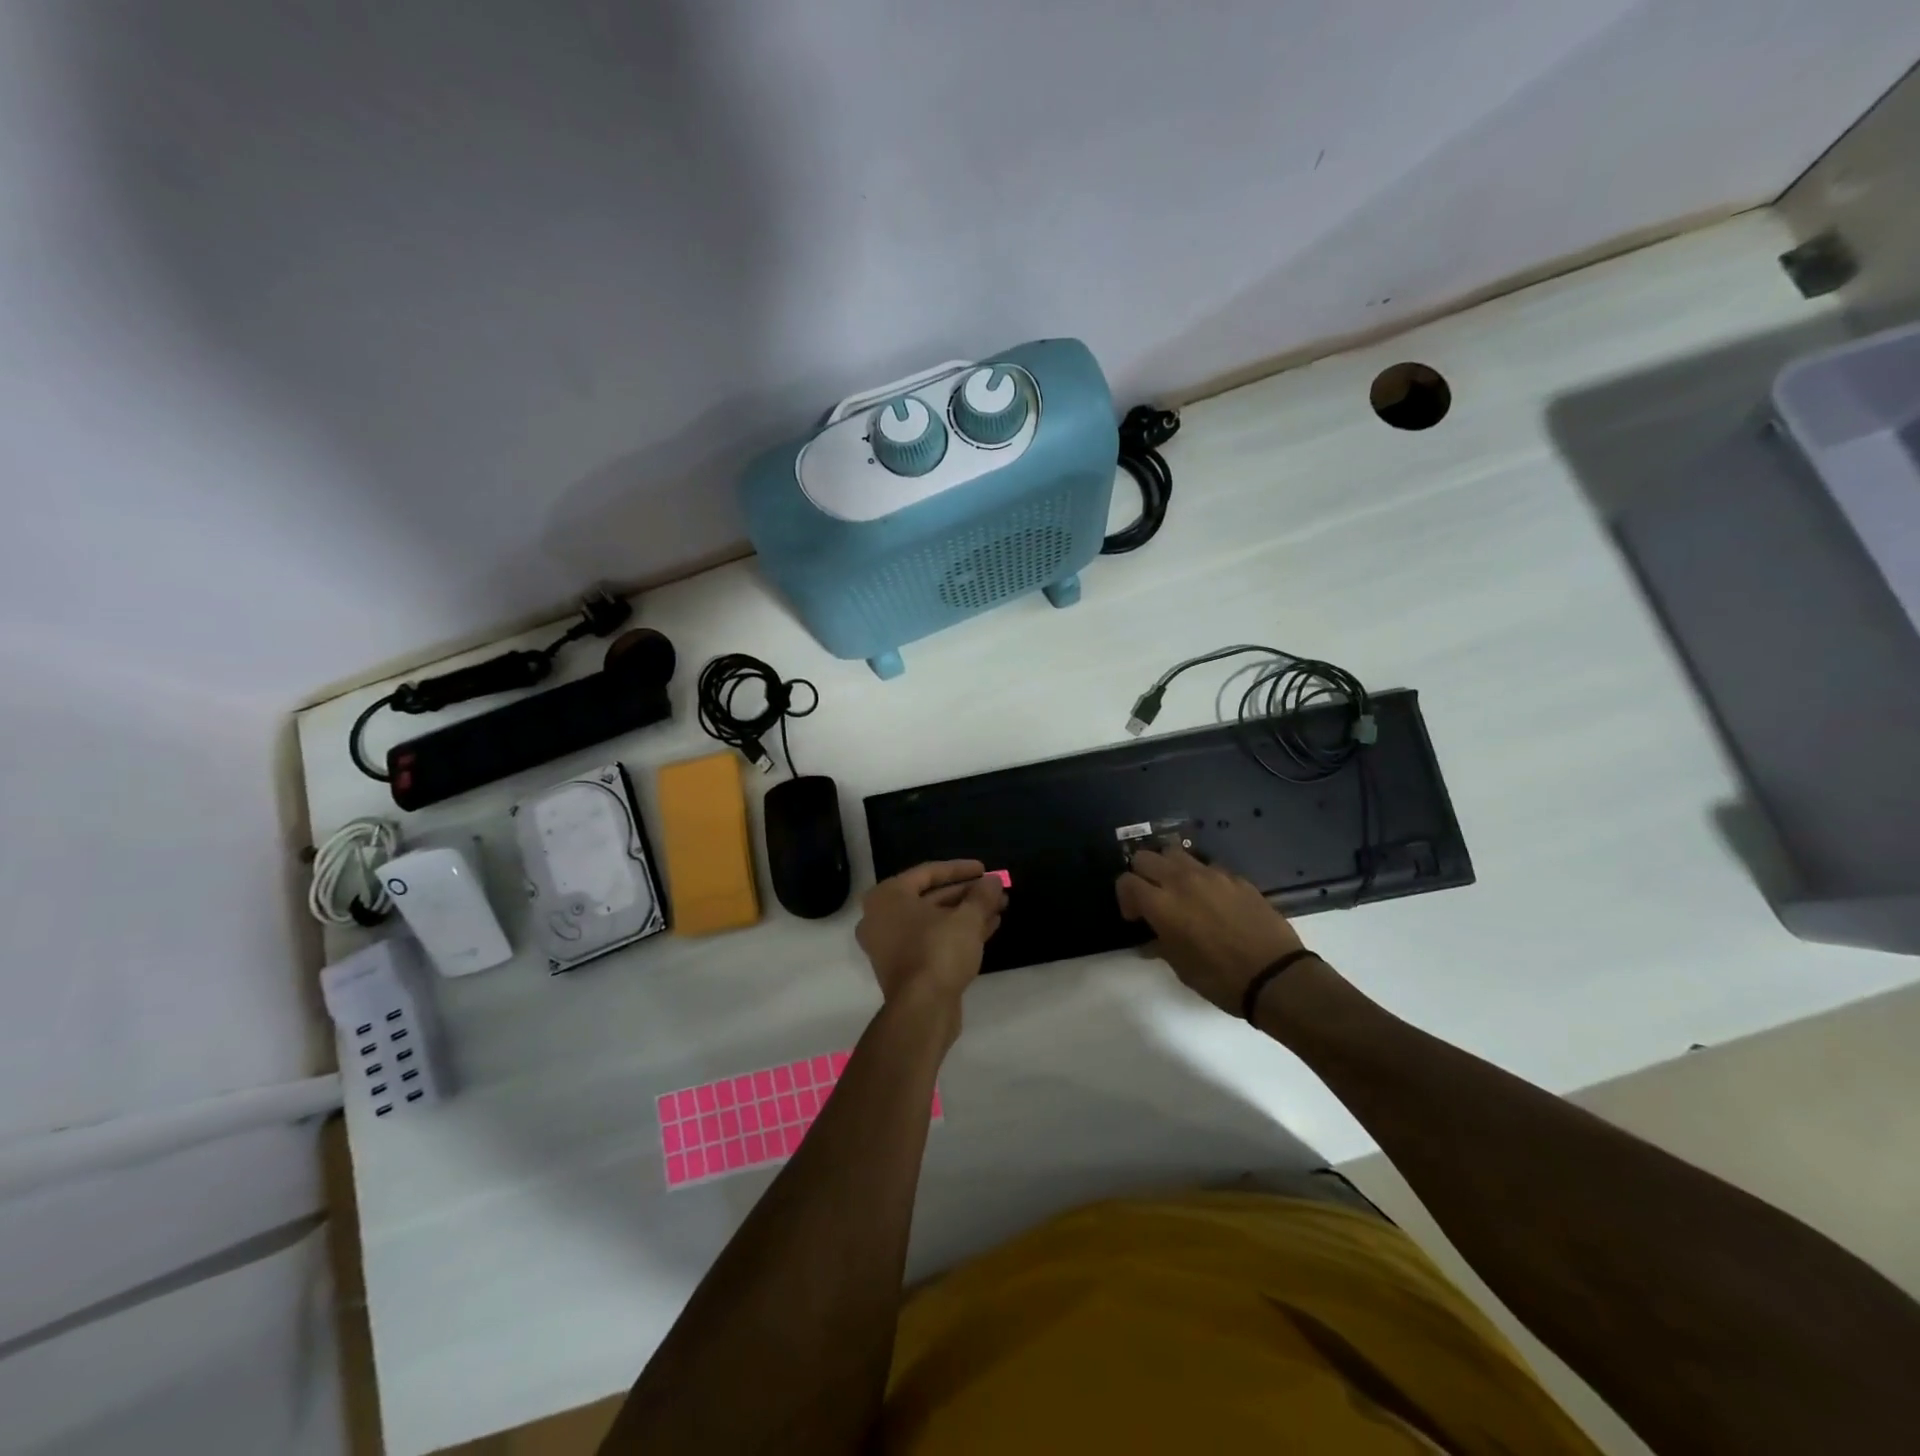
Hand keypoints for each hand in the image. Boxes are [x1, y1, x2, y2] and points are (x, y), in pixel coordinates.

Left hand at [856, 861, 1005, 1036]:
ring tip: (999, 907)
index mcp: (887, 897)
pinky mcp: (905, 967)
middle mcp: (882, 918)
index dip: (960, 869)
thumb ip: (982, 895)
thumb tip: (994, 880)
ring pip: (934, 920)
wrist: (922, 1010)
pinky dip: (958, 932)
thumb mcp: (967, 919)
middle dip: (967, 893)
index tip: (985, 869)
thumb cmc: (938, 951)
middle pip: (931, 897)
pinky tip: (989, 927)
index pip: (927, 873)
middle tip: (995, 890)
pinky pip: (933, 940)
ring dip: (966, 913)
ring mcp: (891, 945)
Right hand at [1116, 847, 1305, 1014]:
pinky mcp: (1235, 877)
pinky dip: (1200, 877)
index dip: (1125, 898)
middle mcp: (1181, 881)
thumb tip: (1149, 940)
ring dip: (1169, 868)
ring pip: (1175, 853)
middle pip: (1145, 857)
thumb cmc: (1220, 978)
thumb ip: (1159, 945)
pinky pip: (1207, 866)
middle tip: (1152, 898)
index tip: (1136, 917)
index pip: (1126, 881)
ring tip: (1179, 891)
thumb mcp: (1181, 968)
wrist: (1275, 975)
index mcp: (1162, 904)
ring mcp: (1211, 875)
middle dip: (1141, 875)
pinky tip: (1211, 900)